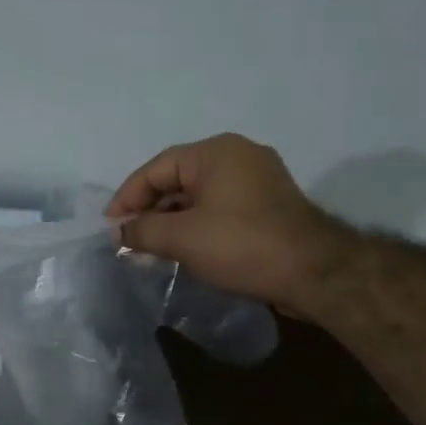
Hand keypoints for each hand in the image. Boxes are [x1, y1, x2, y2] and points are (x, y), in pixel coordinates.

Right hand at [105, 134, 347, 315]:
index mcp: (215, 152)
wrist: (315, 273)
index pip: (156, 168)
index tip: (110, 227)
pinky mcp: (268, 205)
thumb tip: (120, 232)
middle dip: (149, 211)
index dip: (127, 197)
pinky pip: (220, 208)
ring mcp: (257, 180)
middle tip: (128, 241)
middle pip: (177, 179)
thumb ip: (143, 230)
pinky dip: (197, 225)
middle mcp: (237, 156)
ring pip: (199, 196)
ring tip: (151, 250)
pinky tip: (184, 250)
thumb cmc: (242, 245)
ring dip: (172, 221)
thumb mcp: (182, 238)